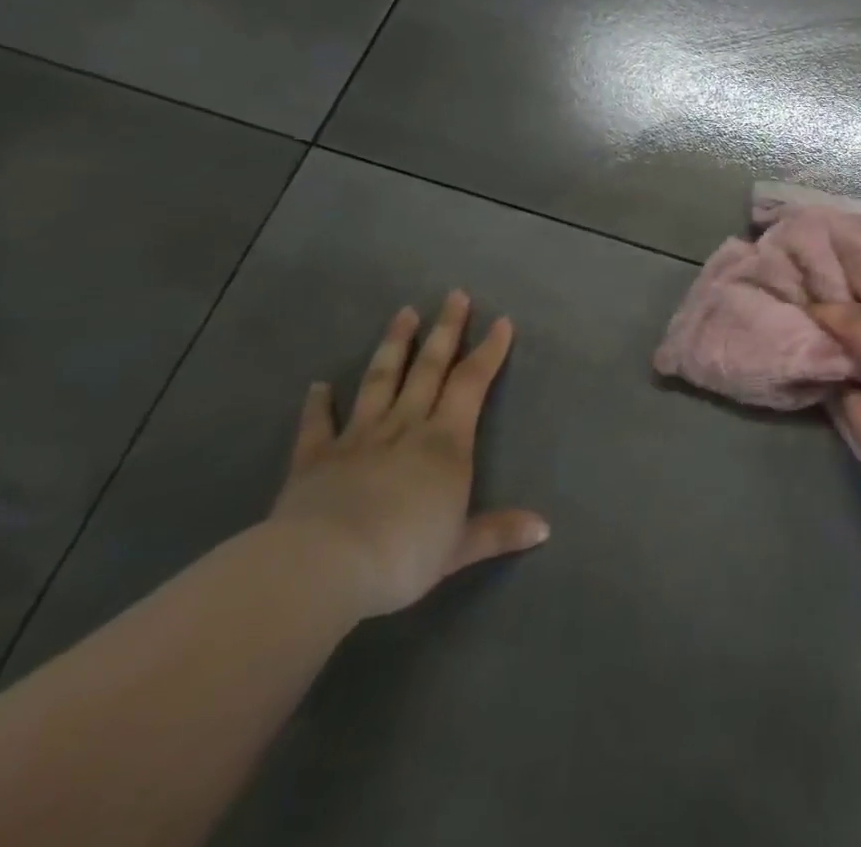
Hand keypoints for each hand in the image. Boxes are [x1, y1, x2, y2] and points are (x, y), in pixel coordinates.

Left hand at [270, 291, 548, 619]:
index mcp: (445, 442)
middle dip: (445, 330)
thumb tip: (545, 529)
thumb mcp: (459, 548)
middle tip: (454, 295)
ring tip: (403, 312)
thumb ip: (499, 532)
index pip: (472, 383)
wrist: (324, 566)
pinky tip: (317, 386)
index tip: (501, 321)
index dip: (489, 351)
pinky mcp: (314, 458)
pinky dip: (318, 404)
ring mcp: (358, 437)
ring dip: (394, 345)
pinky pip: (318, 425)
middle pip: (429, 368)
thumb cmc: (403, 554)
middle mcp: (405, 427)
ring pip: (380, 380)